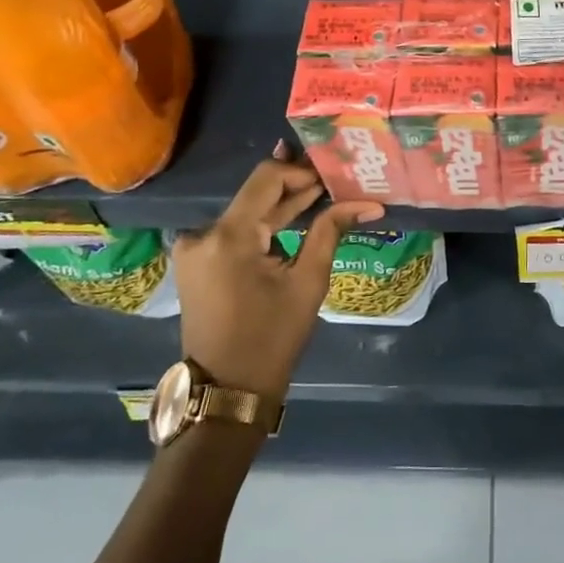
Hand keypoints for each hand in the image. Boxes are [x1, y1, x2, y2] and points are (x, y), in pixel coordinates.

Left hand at [172, 145, 383, 401]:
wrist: (227, 391)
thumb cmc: (272, 338)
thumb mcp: (308, 282)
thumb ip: (330, 231)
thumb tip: (368, 203)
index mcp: (228, 236)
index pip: (266, 178)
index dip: (301, 171)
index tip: (332, 178)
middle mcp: (203, 233)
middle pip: (255, 193)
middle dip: (295, 186)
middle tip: (333, 179)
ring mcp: (195, 247)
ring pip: (246, 210)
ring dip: (281, 204)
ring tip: (320, 193)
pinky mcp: (196, 261)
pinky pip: (235, 230)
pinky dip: (263, 224)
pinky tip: (292, 216)